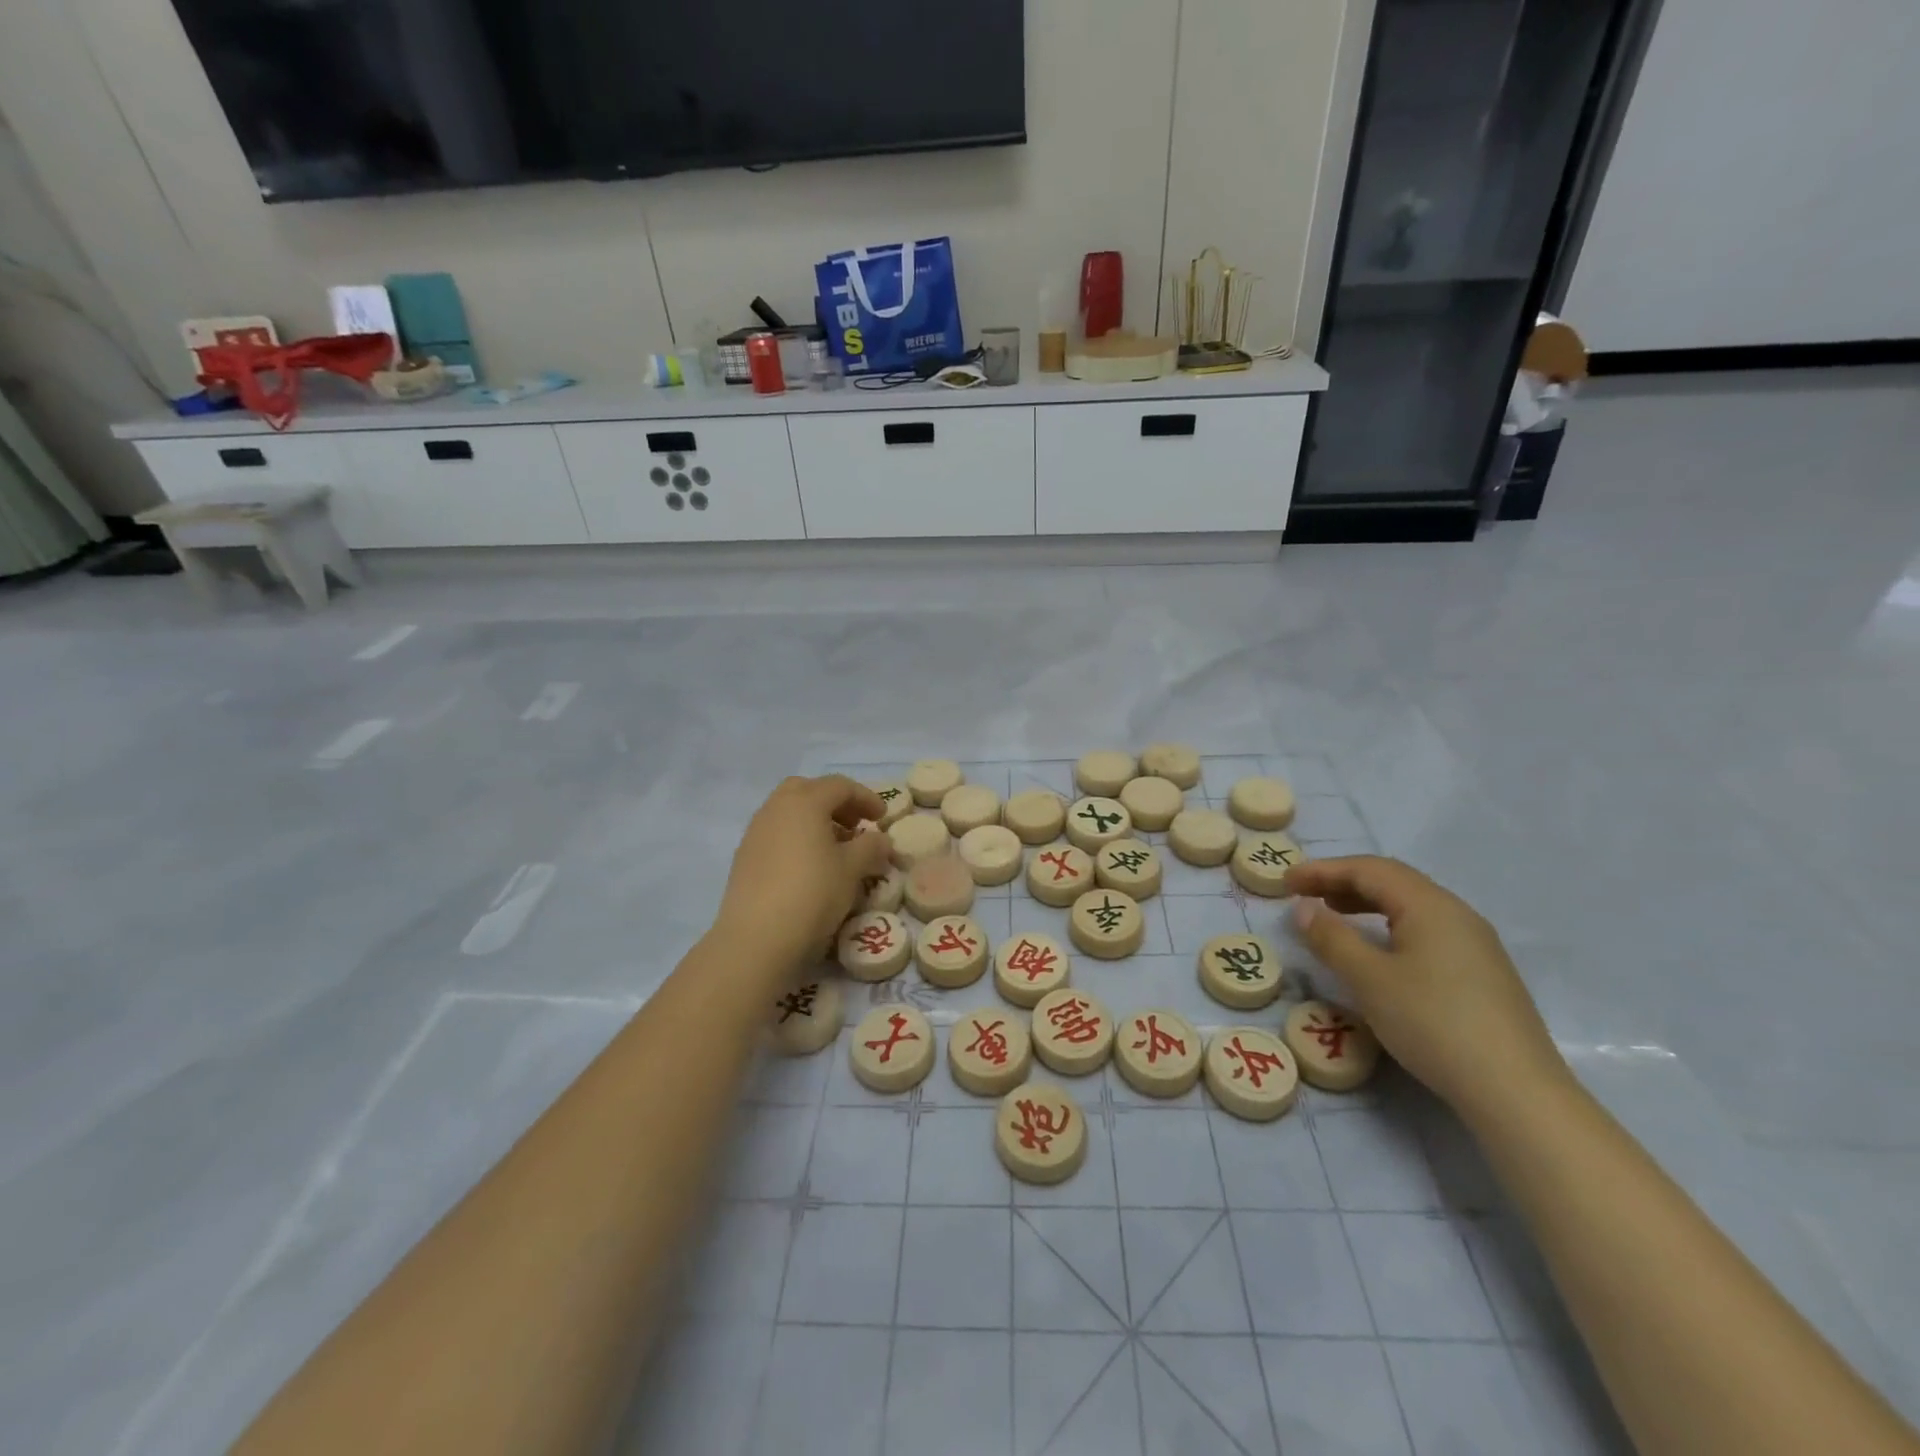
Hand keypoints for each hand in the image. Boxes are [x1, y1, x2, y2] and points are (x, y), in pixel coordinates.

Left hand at [714, 776, 893, 977]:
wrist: (756, 938)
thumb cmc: (812, 893)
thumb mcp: (852, 869)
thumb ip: (871, 847)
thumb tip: (880, 839)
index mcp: (804, 802)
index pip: (839, 786)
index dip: (866, 797)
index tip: (883, 818)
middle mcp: (775, 809)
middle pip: (807, 790)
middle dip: (834, 803)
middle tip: (854, 825)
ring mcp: (755, 833)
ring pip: (788, 812)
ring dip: (814, 821)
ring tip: (835, 849)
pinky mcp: (744, 858)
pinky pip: (776, 835)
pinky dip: (796, 839)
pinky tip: (809, 867)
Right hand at [1283, 855, 1570, 1122]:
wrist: (1515, 1092)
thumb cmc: (1433, 1023)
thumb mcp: (1369, 980)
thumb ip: (1331, 938)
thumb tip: (1303, 908)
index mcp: (1430, 906)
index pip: (1369, 869)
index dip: (1323, 870)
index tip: (1285, 882)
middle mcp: (1457, 914)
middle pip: (1393, 881)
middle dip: (1344, 882)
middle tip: (1305, 894)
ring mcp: (1475, 944)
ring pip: (1411, 906)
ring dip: (1366, 903)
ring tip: (1334, 915)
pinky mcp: (1482, 973)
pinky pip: (1426, 930)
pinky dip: (1389, 926)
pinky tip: (1378, 950)